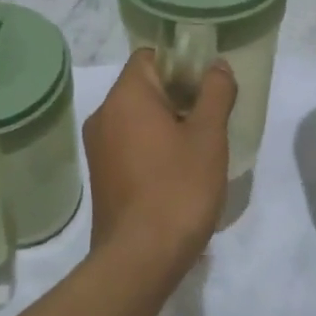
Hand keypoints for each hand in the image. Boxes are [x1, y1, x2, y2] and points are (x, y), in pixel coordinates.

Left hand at [83, 50, 236, 270]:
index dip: (182, 63)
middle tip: (212, 116)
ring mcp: (98, 148)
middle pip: (144, 86)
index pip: (150, 56)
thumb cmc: (178, 188)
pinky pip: (130, 144)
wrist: (139, 259)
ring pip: (137, 117)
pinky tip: (179, 171)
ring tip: (201, 146)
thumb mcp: (208, 136)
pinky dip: (153, 146)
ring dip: (168, 123)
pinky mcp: (102, 176)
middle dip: (179, 95)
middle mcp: (103, 115)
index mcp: (126, 97)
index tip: (208, 83)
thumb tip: (217, 66)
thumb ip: (215, 93)